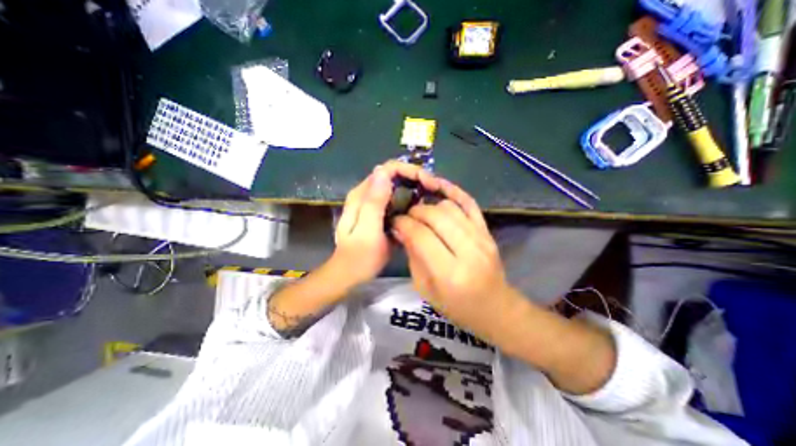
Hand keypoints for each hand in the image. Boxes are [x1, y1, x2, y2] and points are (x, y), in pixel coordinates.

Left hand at [330, 161, 429, 285]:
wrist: (350, 273)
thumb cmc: (359, 257)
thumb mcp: (367, 231)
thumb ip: (374, 203)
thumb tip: (383, 172)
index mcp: (362, 195)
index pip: (387, 169)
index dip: (410, 171)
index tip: (429, 183)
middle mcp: (366, 194)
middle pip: (393, 174)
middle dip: (415, 177)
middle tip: (434, 189)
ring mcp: (373, 203)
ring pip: (396, 185)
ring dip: (414, 187)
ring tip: (432, 196)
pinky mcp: (379, 212)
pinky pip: (396, 198)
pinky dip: (410, 199)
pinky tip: (421, 207)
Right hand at [392, 174, 523, 341]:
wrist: (495, 307)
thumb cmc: (456, 306)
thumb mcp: (425, 288)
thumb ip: (412, 256)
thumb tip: (400, 229)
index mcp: (449, 273)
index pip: (421, 235)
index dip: (404, 223)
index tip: (395, 221)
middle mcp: (468, 251)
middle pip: (436, 216)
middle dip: (415, 211)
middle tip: (406, 217)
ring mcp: (482, 238)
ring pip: (450, 207)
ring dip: (430, 205)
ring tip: (421, 213)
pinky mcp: (488, 231)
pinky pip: (469, 203)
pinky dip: (453, 192)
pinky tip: (440, 188)